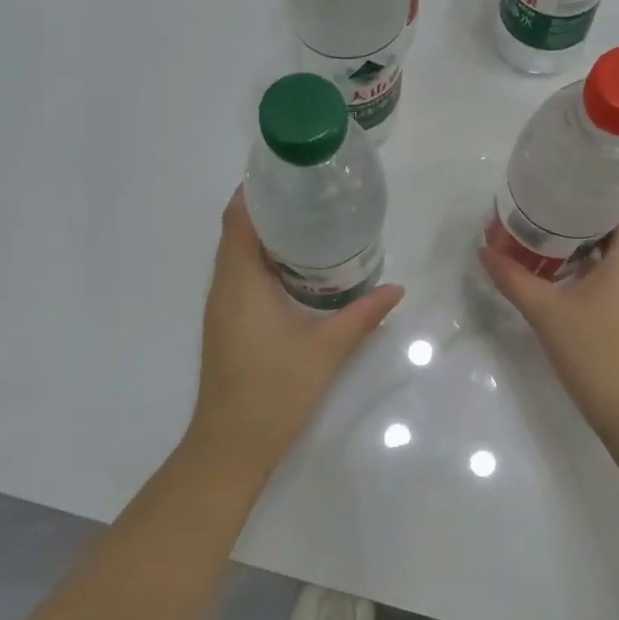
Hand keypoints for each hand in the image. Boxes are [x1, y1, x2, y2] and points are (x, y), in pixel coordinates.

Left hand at [189, 189, 405, 465]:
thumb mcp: (327, 349)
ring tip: (310, 223)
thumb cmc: (275, 390)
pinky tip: (297, 269)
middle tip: (312, 195)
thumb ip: (363, 315)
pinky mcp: (226, 324)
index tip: (288, 173)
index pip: (238, 220)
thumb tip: (396, 289)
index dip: (256, 191)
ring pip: (238, 256)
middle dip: (268, 209)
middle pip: (237, 232)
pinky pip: (240, 277)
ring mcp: (221, 307)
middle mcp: (223, 287)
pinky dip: (263, 262)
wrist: (232, 446)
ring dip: (265, 236)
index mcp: (240, 282)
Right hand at [478, 201, 618, 431]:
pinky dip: (583, 260)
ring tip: (544, 220)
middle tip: (548, 190)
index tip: (577, 167)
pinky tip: (554, 264)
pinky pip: (606, 271)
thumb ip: (513, 278)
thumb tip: (485, 249)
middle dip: (585, 204)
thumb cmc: (596, 352)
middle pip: (618, 221)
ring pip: (611, 248)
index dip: (609, 180)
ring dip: (582, 234)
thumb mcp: (547, 312)